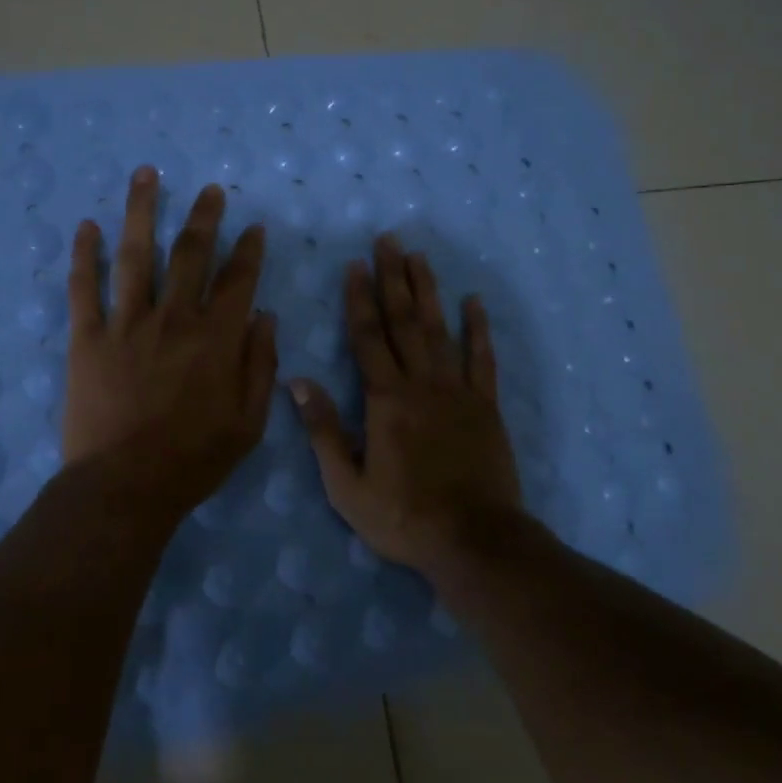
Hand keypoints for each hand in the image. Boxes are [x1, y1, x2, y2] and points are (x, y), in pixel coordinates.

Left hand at [62, 167, 277, 516]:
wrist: (124, 487)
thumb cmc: (193, 460)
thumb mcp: (249, 423)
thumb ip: (261, 366)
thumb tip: (266, 317)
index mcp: (216, 338)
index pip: (238, 280)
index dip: (248, 250)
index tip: (254, 227)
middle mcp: (173, 318)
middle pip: (190, 253)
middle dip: (204, 217)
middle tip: (210, 190)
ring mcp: (126, 324)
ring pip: (136, 255)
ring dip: (141, 211)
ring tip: (146, 175)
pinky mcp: (87, 338)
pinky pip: (84, 288)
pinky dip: (84, 255)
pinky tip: (86, 226)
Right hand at [291, 234, 521, 576]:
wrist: (474, 542)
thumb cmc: (403, 517)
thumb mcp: (347, 485)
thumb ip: (322, 430)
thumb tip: (295, 382)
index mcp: (385, 400)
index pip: (367, 337)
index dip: (359, 299)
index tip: (355, 264)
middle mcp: (421, 383)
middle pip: (404, 321)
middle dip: (393, 278)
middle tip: (389, 240)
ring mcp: (457, 391)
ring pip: (440, 330)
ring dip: (428, 291)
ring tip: (420, 257)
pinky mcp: (485, 406)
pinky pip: (482, 359)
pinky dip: (479, 329)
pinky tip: (473, 302)